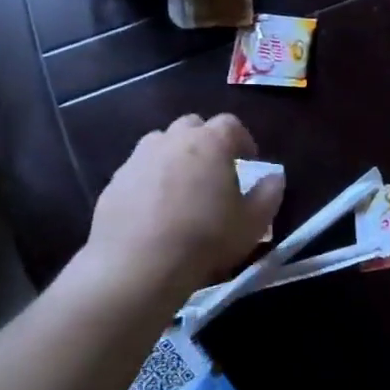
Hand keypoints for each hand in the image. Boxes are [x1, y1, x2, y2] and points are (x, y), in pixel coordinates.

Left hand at [77, 114, 283, 302]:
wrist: (137, 265)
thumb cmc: (205, 238)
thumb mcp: (253, 223)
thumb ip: (269, 194)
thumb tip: (275, 177)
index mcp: (210, 142)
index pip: (230, 124)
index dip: (242, 140)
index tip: (248, 162)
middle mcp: (172, 140)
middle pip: (192, 126)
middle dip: (205, 141)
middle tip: (214, 170)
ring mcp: (138, 158)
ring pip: (160, 144)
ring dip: (174, 156)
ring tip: (182, 187)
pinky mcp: (114, 182)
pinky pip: (138, 171)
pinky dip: (149, 180)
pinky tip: (154, 210)